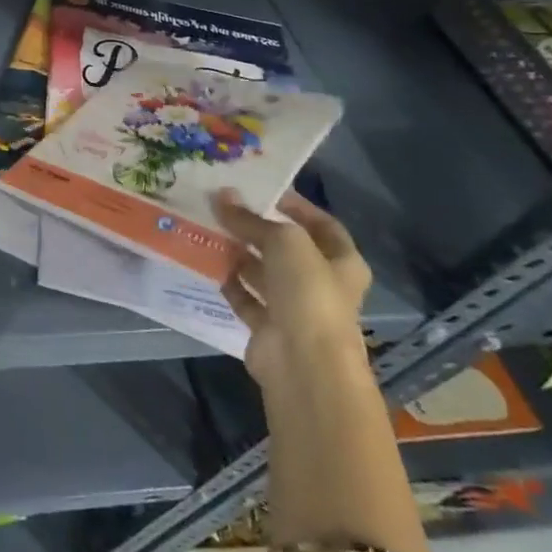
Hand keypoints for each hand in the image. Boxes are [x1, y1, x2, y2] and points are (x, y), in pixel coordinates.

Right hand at [216, 189, 370, 391]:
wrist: (302, 362)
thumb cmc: (308, 293)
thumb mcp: (283, 241)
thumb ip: (251, 219)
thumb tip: (222, 196)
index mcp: (342, 262)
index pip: (321, 224)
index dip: (295, 205)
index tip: (261, 188)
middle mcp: (321, 284)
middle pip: (287, 249)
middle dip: (257, 228)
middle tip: (223, 206)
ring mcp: (295, 308)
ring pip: (263, 272)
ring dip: (239, 254)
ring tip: (209, 229)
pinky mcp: (268, 328)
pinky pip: (246, 298)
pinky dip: (230, 283)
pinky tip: (209, 264)